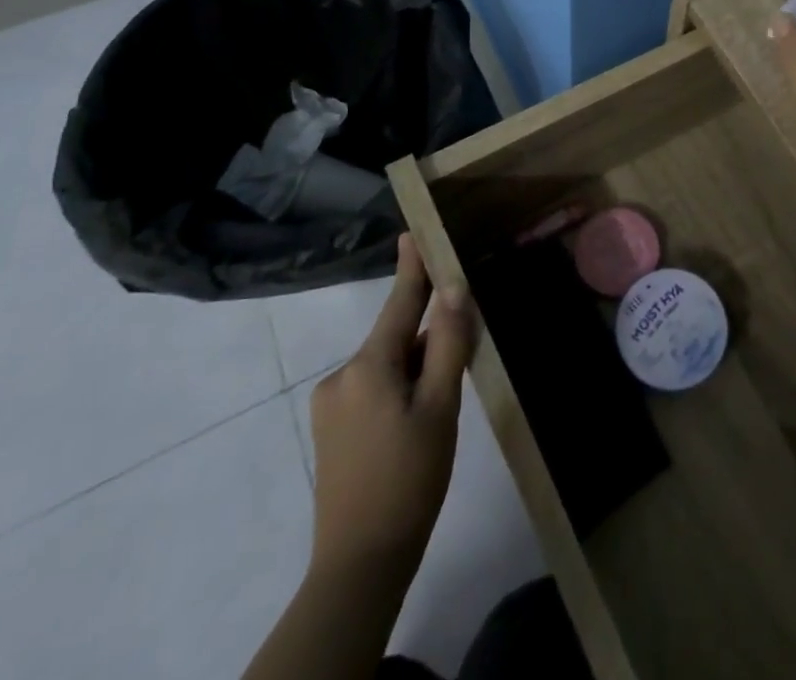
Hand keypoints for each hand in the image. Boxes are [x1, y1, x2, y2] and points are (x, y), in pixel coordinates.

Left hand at [306, 234, 474, 579]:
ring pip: (387, 366)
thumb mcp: (440, 407)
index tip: (413, 231)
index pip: (398, 302)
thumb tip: (452, 289)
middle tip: (463, 356)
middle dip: (428, 337)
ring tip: (441, 406)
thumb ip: (446, 343)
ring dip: (416, 368)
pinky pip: (373, 388)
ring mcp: (332, 404)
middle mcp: (342, 376)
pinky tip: (418, 422)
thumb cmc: (409, 478)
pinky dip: (400, 388)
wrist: (360, 564)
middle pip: (396, 337)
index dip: (412, 266)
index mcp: (368, 365)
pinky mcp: (331, 430)